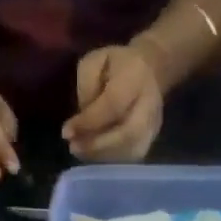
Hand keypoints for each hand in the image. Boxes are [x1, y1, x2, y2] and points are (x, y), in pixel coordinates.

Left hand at [63, 43, 164, 161]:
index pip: (113, 105)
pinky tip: (93, 155)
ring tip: (80, 151)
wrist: (150, 70)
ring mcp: (154, 125)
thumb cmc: (116, 65)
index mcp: (136, 76)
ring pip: (131, 150)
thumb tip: (81, 119)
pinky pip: (131, 157)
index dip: (88, 122)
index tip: (66, 132)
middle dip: (97, 145)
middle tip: (73, 147)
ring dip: (102, 155)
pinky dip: (110, 159)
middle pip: (128, 133)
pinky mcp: (152, 139)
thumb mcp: (95, 61)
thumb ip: (86, 86)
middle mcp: (150, 103)